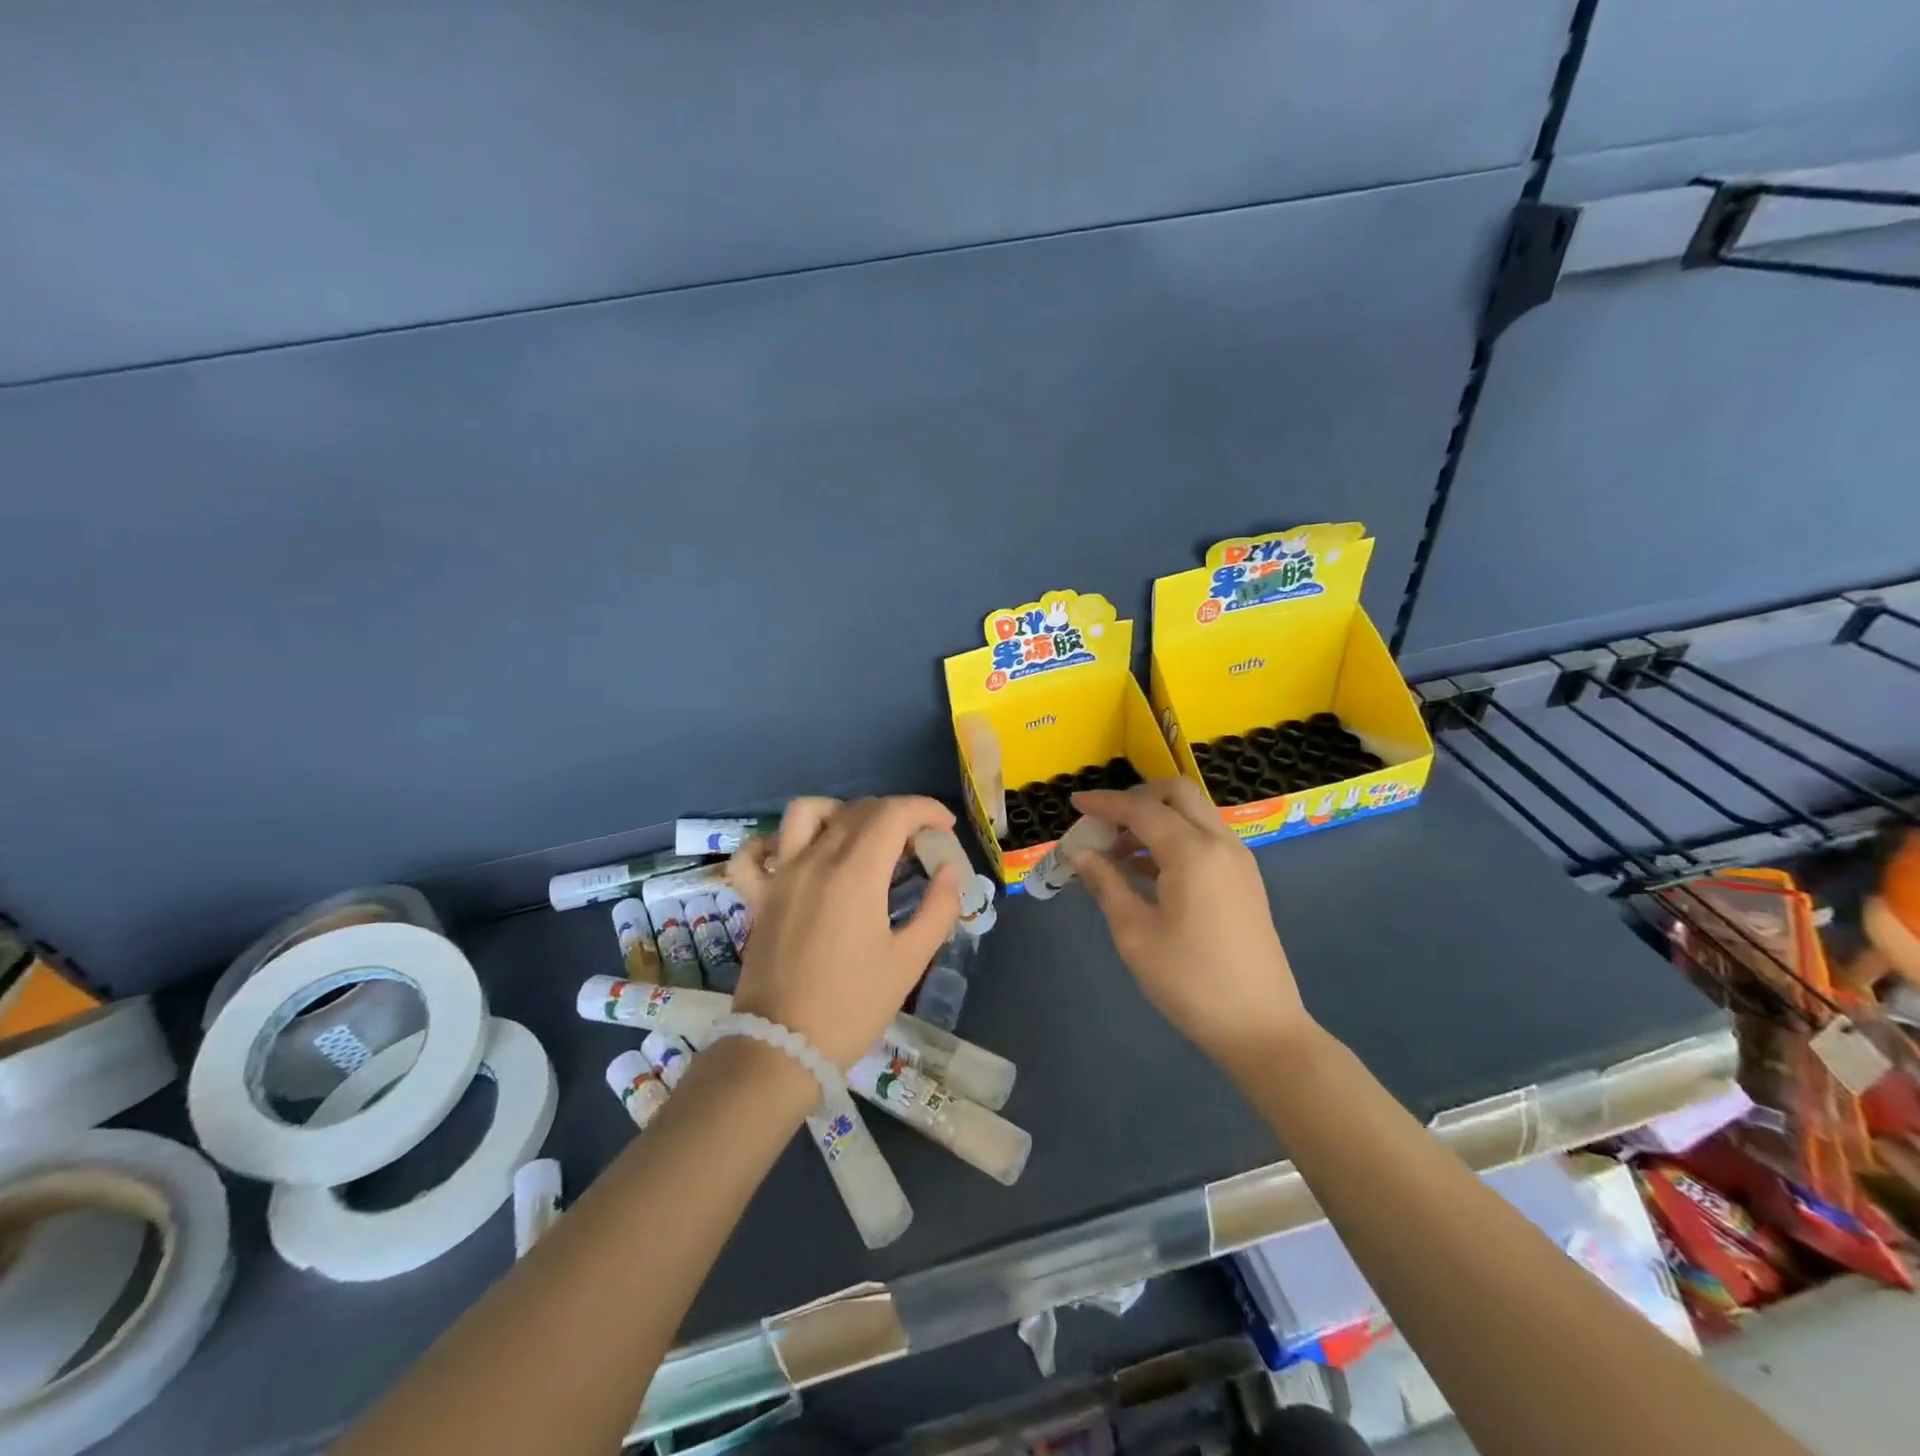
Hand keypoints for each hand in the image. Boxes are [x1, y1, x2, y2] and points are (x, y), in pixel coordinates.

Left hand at [725, 796, 960, 1067]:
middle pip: (858, 810)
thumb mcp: (909, 961)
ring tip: (860, 838)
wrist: (782, 1048)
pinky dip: (774, 843)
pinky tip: (795, 855)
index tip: (944, 829)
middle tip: (916, 846)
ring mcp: (781, 875)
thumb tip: (948, 870)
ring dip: (840, 812)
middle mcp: (816, 860)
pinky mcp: (758, 897)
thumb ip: (938, 908)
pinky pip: (755, 854)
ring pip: (806, 812)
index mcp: (856, 873)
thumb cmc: (853, 1006)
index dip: (925, 810)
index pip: (893, 813)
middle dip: (895, 815)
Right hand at [1068, 779, 1313, 1070]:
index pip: (1141, 809)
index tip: (1074, 802)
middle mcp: (1220, 843)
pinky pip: (1204, 838)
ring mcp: (1238, 860)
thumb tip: (1081, 853)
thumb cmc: (1190, 981)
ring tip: (1116, 851)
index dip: (1105, 802)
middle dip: (1136, 798)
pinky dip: (1173, 837)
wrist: (1260, 1027)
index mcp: (1193, 852)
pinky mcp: (1244, 880)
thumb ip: (1107, 884)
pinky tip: (1145, 869)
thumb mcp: (1135, 934)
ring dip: (1155, 818)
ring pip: (1193, 813)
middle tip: (1103, 823)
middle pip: (1176, 794)